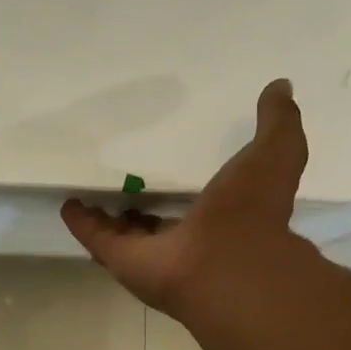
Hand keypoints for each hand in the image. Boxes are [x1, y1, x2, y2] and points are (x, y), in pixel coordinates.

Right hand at [61, 78, 307, 316]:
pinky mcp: (121, 260)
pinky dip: (82, 223)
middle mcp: (184, 240)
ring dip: (109, 219)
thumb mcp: (276, 153)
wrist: (226, 262)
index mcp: (221, 219)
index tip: (170, 170)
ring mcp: (150, 254)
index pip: (197, 204)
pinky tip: (68, 205)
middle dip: (141, 211)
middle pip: (155, 225)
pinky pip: (97, 238)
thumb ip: (279, 123)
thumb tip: (282, 87)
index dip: (182, 191)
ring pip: (124, 235)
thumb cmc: (250, 209)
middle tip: (125, 187)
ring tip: (89, 197)